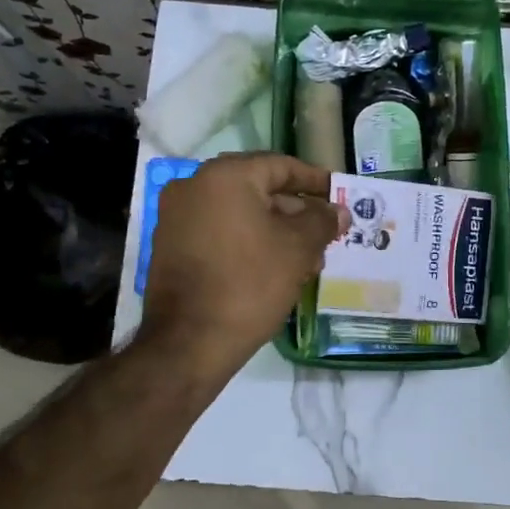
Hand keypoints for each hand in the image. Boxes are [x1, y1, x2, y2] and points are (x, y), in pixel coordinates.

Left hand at [141, 152, 342, 376]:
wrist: (188, 342)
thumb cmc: (249, 284)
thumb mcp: (297, 250)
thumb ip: (322, 221)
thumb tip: (338, 210)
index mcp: (225, 177)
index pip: (280, 166)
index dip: (314, 181)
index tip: (338, 196)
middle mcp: (194, 186)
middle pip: (258, 189)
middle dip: (296, 212)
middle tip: (325, 233)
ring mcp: (177, 217)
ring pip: (239, 214)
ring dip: (274, 230)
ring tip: (307, 260)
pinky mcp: (171, 246)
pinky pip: (219, 232)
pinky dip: (247, 242)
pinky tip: (274, 268)